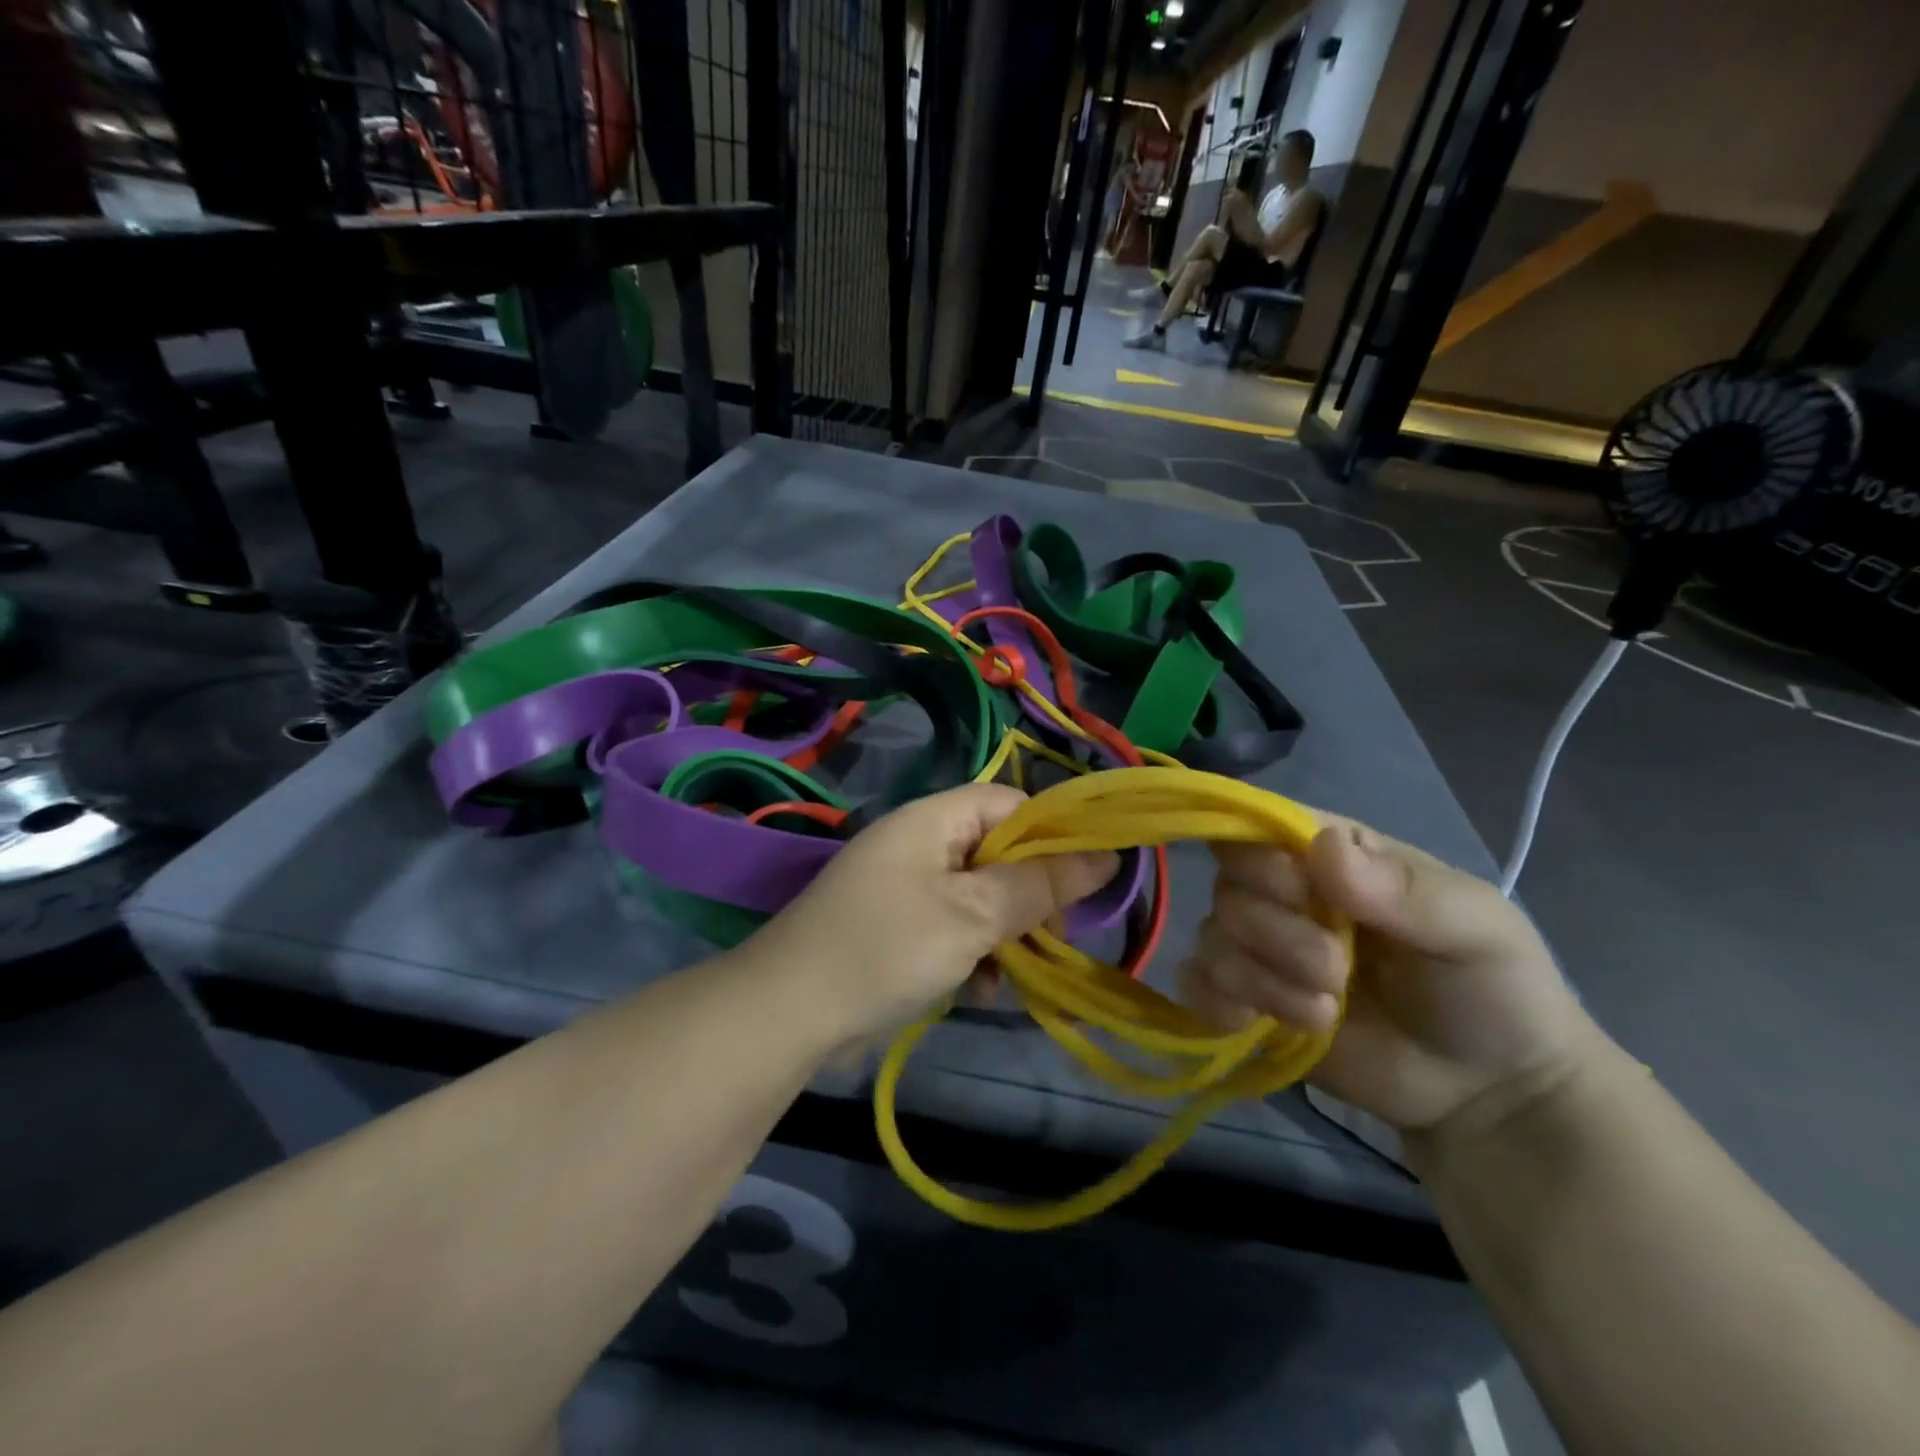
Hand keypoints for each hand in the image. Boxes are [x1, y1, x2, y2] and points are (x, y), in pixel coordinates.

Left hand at [741, 784, 1118, 1046]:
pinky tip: (982, 991)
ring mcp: (906, 889)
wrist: (788, 1013)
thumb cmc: (888, 948)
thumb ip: (1039, 886)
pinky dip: (973, 954)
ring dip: (1005, 932)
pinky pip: (953, 928)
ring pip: (980, 896)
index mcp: (933, 820)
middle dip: (1031, 894)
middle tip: (1055, 936)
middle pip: (997, 852)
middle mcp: (920, 845)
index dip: (1051, 833)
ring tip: (1019, 970)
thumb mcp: (973, 915)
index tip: (1085, 879)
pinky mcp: (898, 930)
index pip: (1008, 803)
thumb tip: (1107, 856)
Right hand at [1178, 816, 1597, 1135]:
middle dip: (1278, 935)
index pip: (1255, 826)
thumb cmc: (1493, 989)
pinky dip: (1219, 1003)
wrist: (1491, 1094)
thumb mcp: (1475, 928)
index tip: (1306, 897)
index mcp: (1330, 855)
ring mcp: (1262, 949)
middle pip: (1228, 887)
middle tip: (1337, 972)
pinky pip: (1197, 984)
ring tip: (1326, 1012)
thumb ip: (1403, 890)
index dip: (1264, 859)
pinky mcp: (1248, 1001)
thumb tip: (1323, 848)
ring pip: (1212, 938)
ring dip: (1264, 981)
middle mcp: (1283, 893)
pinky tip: (1261, 1024)